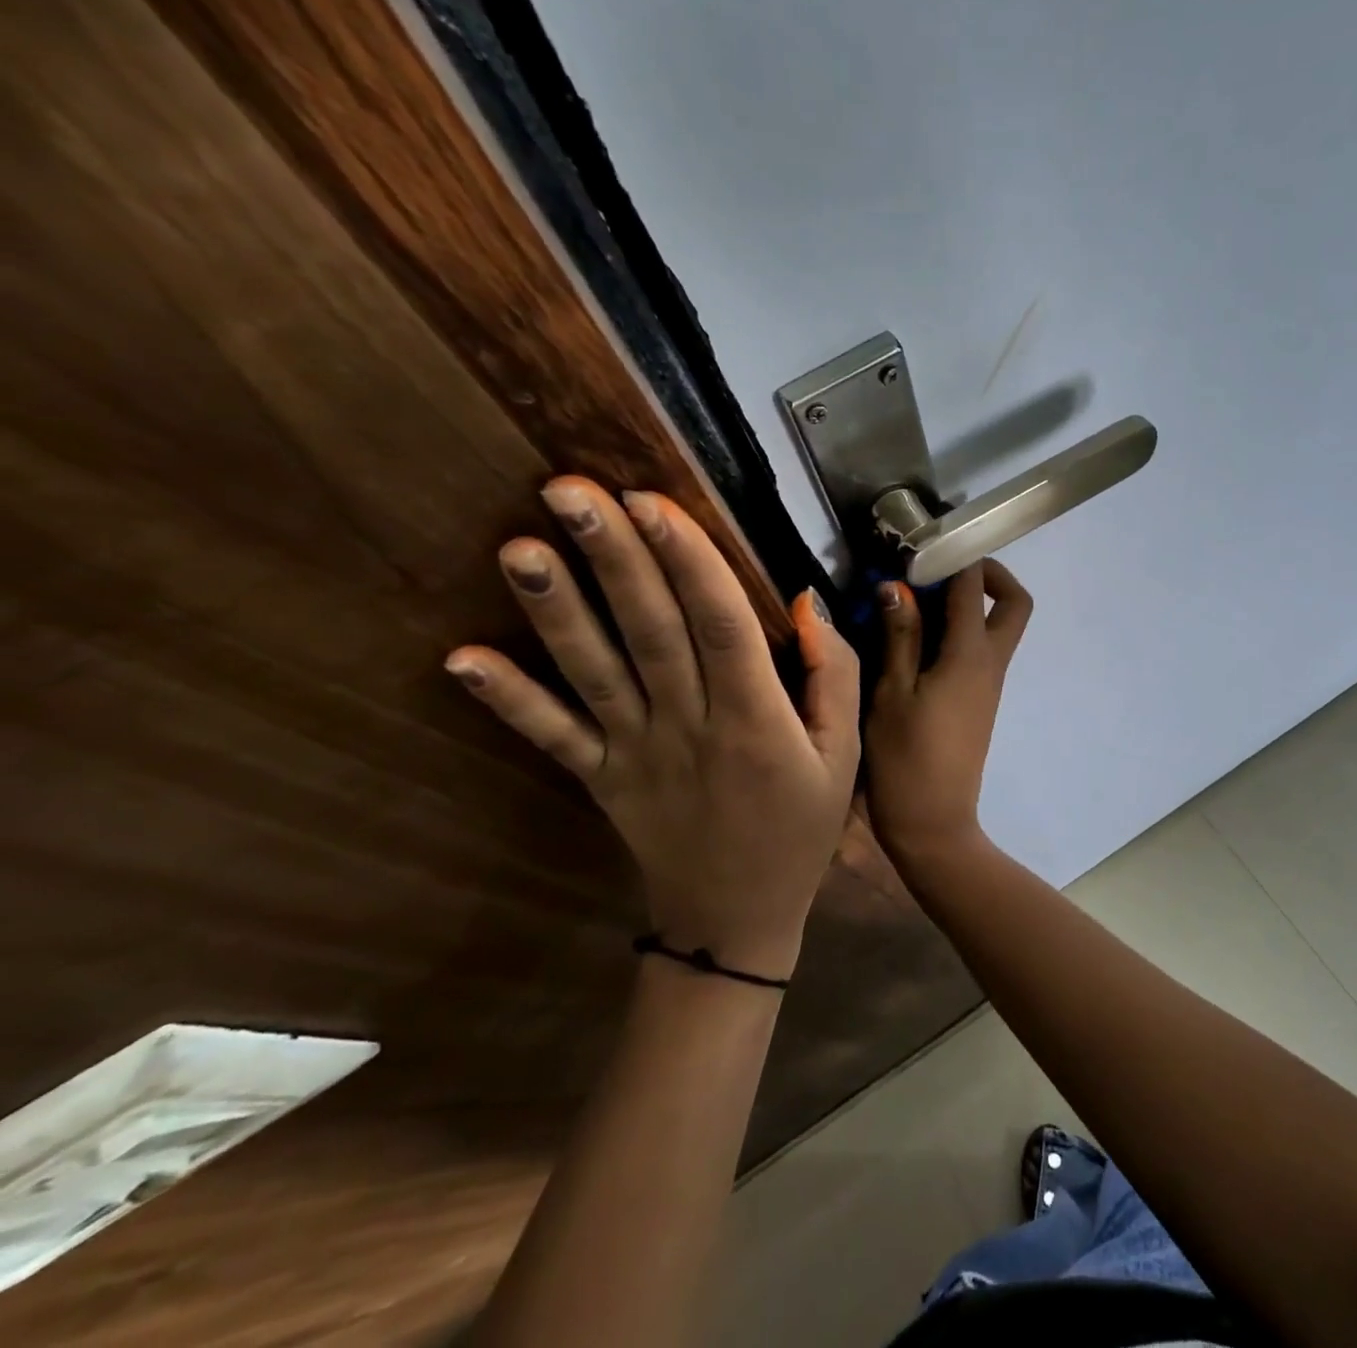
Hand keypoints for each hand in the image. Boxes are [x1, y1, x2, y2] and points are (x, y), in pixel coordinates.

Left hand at [445, 478, 859, 978]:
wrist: (735, 918)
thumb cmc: (799, 827)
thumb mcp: (844, 755)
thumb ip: (833, 675)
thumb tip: (802, 602)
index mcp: (756, 720)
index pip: (721, 626)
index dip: (688, 562)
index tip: (654, 501)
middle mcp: (689, 727)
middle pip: (649, 632)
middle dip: (613, 558)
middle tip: (570, 489)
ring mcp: (634, 754)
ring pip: (593, 673)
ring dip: (555, 611)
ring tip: (520, 547)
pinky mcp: (598, 779)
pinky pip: (552, 737)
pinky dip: (508, 699)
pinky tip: (461, 657)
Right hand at [864, 560, 1032, 866]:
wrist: (934, 823)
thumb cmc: (905, 759)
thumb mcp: (891, 693)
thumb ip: (899, 637)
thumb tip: (898, 587)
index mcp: (970, 656)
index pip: (974, 587)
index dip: (955, 557)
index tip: (923, 546)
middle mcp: (991, 664)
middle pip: (1014, 604)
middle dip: (987, 576)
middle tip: (940, 572)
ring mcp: (989, 684)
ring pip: (999, 626)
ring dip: (969, 604)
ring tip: (916, 600)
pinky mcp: (980, 700)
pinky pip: (981, 650)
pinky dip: (960, 632)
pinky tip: (918, 639)